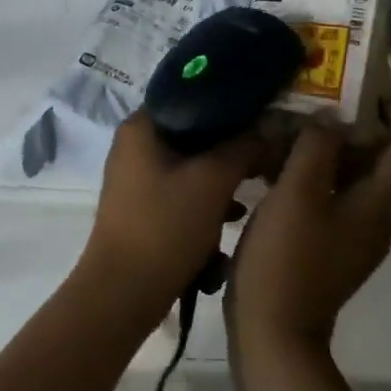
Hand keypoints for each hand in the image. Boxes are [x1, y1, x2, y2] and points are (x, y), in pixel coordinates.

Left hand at [82, 112, 262, 317]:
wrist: (123, 293)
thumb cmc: (165, 226)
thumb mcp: (212, 181)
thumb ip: (243, 147)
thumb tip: (267, 126)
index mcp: (141, 127)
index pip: (191, 96)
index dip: (230, 105)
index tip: (264, 115)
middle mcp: (134, 146)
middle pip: (194, 133)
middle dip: (231, 148)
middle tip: (265, 157)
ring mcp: (136, 178)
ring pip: (191, 165)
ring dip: (222, 179)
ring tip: (254, 191)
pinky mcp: (143, 208)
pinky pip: (182, 192)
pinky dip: (206, 202)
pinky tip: (232, 220)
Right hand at [229, 104, 390, 354]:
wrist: (275, 334)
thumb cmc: (288, 259)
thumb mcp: (297, 194)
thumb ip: (316, 148)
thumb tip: (330, 117)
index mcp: (377, 205)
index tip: (370, 89)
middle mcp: (375, 220)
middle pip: (381, 164)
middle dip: (357, 129)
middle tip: (321, 102)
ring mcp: (352, 239)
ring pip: (353, 182)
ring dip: (332, 153)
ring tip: (295, 129)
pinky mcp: (329, 250)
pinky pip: (333, 201)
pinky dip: (317, 178)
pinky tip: (280, 169)